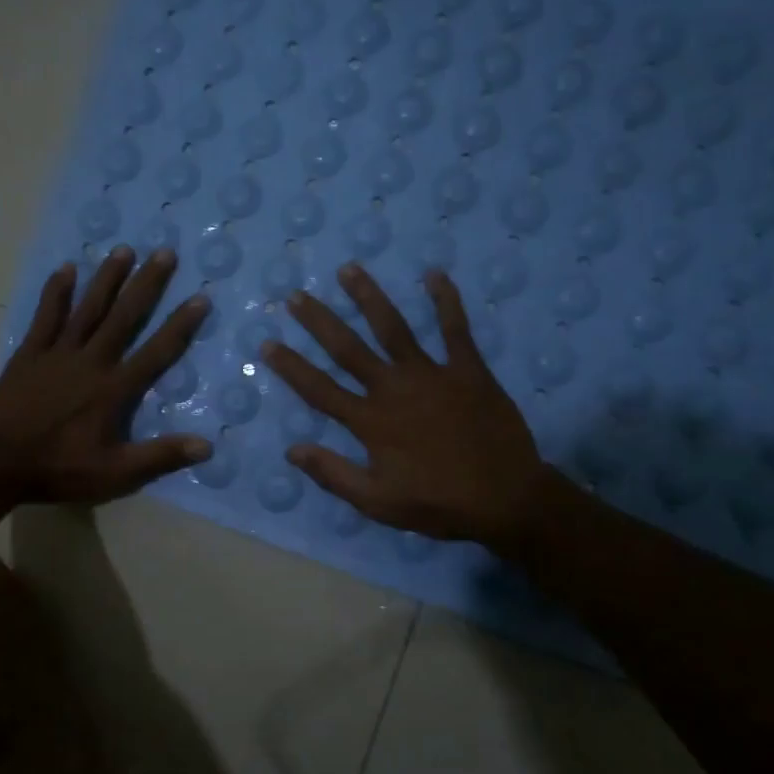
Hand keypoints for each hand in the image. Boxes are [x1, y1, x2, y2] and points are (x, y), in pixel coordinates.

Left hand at [0, 246, 209, 503]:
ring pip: (88, 308)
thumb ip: (160, 456)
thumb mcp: (115, 473)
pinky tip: (66, 268)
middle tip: (165, 252)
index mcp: (113, 389)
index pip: (156, 352)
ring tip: (124, 249)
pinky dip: (56, 292)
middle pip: (124, 317)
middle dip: (147, 284)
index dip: (180, 326)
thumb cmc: (59, 469)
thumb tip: (206, 446)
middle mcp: (90, 361)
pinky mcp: (30, 354)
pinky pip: (46, 316)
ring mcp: (57, 353)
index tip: (200, 298)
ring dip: (107, 278)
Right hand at [262, 265, 549, 549]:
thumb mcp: (377, 502)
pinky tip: (435, 274)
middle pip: (348, 348)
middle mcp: (393, 388)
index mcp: (370, 421)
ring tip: (349, 269)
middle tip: (296, 296)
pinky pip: (455, 329)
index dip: (291, 367)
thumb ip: (333, 474)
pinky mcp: (468, 370)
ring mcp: (431, 374)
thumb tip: (292, 449)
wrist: (505, 498)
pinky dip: (446, 301)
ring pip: (393, 327)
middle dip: (319, 321)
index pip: (320, 389)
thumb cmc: (438, 503)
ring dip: (369, 297)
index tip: (268, 344)